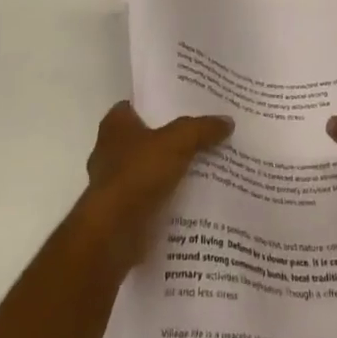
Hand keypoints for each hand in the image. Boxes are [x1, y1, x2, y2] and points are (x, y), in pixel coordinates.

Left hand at [77, 101, 232, 271]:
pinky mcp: (120, 211)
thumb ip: (201, 129)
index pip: (137, 105)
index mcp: (115, 125)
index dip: (159, 104)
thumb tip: (227, 121)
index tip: (185, 106)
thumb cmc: (138, 174)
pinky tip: (191, 197)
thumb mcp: (177, 142)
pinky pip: (149, 197)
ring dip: (168, 171)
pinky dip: (165, 198)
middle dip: (169, 139)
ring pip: (148, 169)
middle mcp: (109, 150)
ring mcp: (113, 182)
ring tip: (203, 167)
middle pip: (145, 138)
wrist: (113, 233)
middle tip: (202, 136)